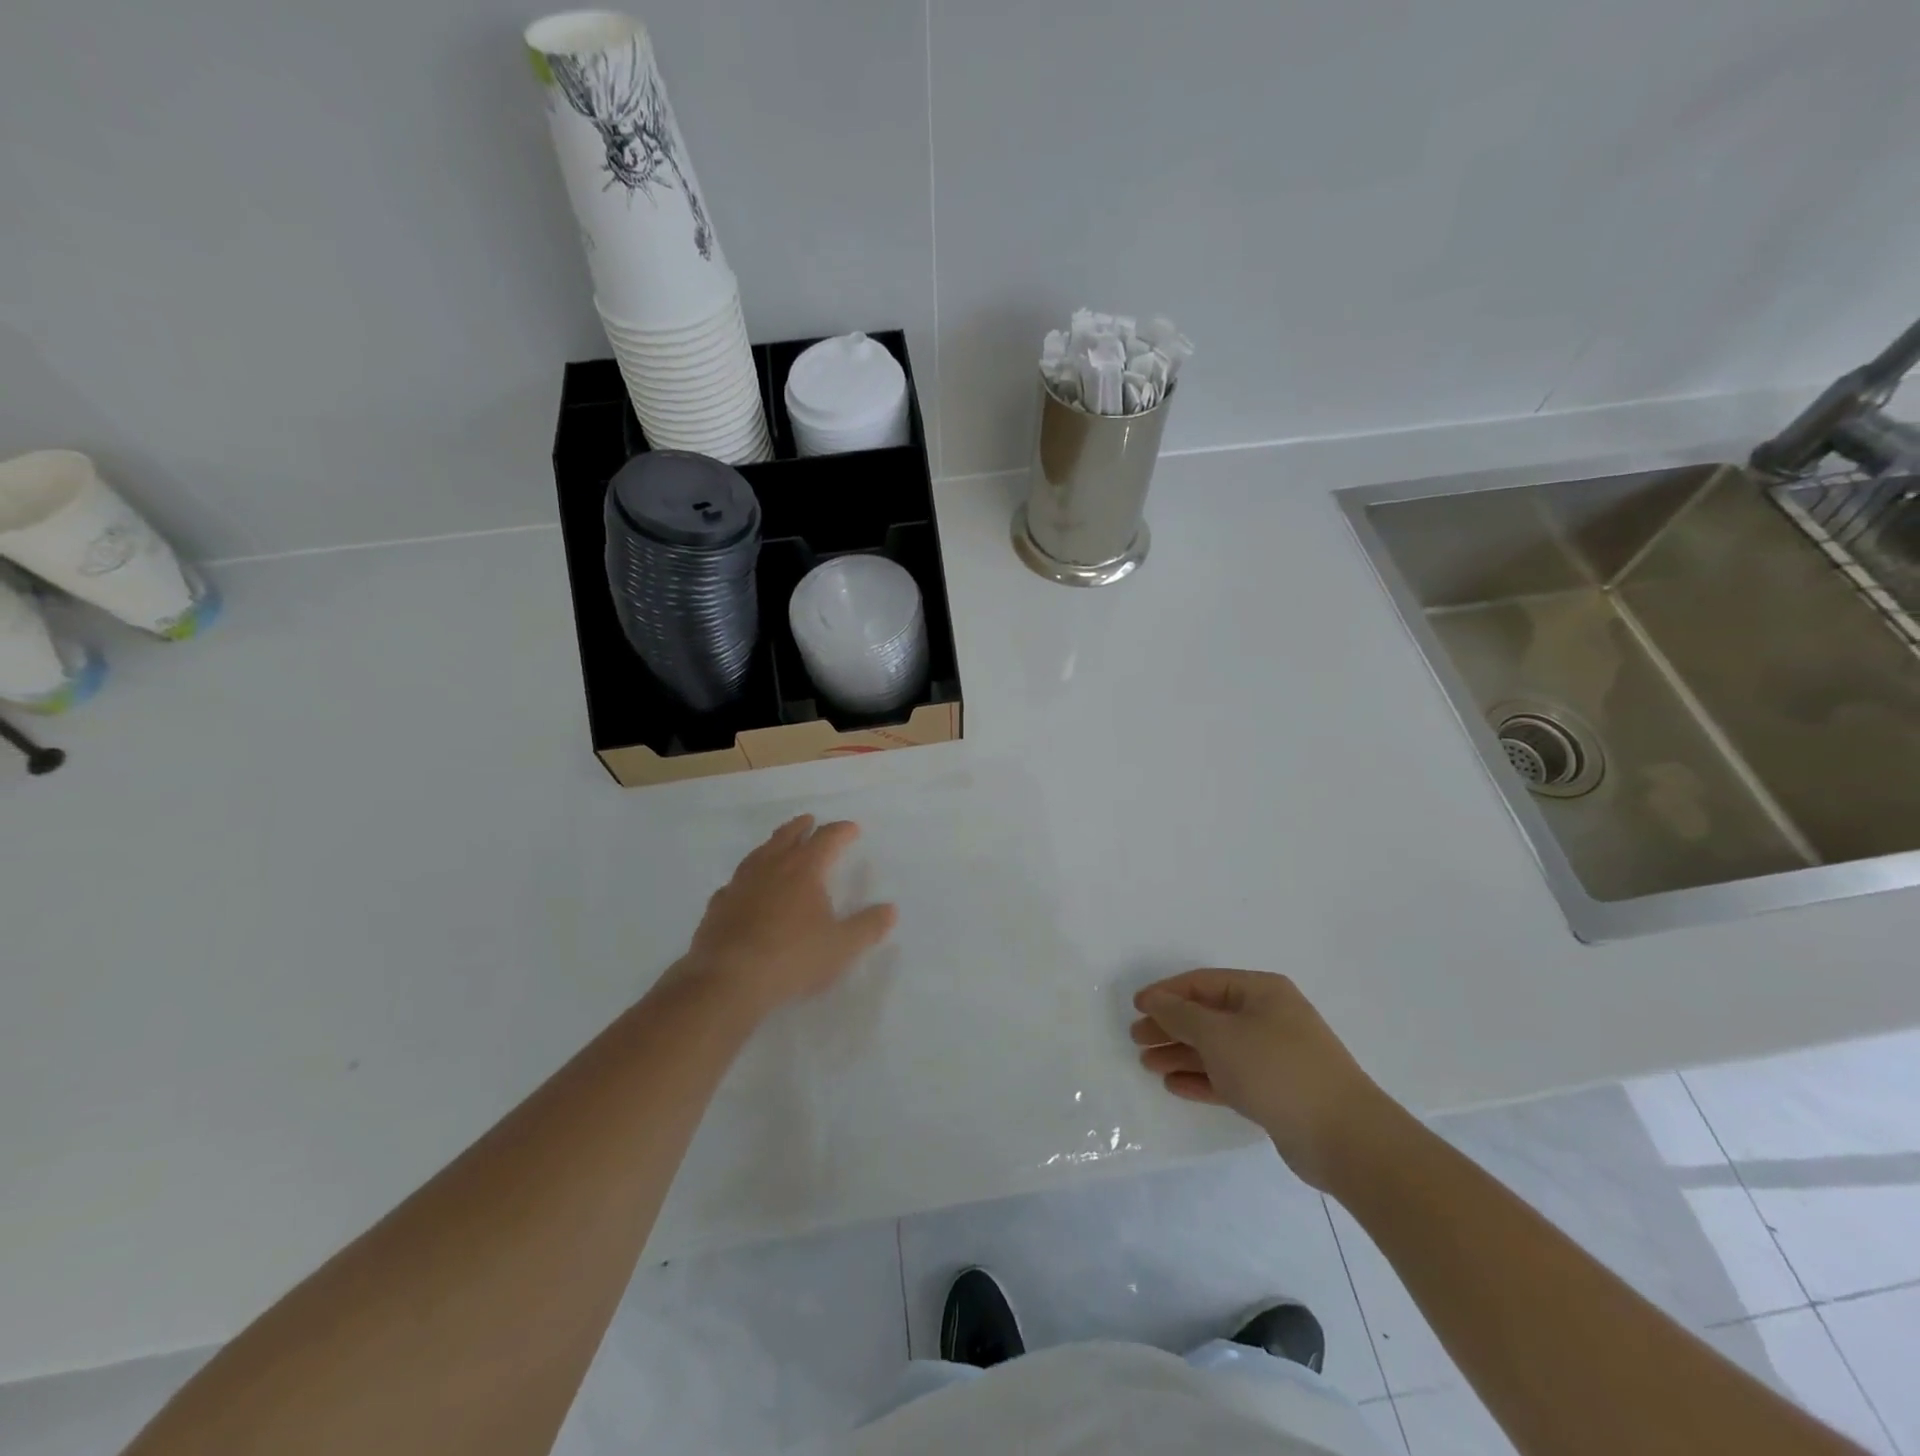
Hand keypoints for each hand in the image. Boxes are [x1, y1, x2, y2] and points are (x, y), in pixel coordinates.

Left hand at [673, 815, 896, 1017]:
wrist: (728, 980)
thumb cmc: (793, 958)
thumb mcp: (842, 946)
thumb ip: (868, 926)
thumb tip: (890, 909)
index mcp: (804, 869)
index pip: (827, 838)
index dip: (841, 831)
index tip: (852, 829)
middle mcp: (771, 867)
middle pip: (788, 836)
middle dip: (802, 827)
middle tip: (810, 821)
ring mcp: (740, 884)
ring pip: (759, 853)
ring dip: (773, 845)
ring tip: (778, 845)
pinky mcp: (719, 905)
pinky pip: (737, 882)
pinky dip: (748, 878)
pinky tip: (746, 888)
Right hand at [1131, 969, 1393, 1190]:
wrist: (1344, 1137)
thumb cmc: (1276, 1070)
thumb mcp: (1219, 1035)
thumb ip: (1181, 1015)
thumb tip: (1156, 1000)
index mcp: (1261, 991)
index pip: (1202, 983)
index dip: (1166, 992)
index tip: (1136, 1007)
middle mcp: (1268, 1017)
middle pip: (1208, 1015)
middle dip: (1171, 1026)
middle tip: (1137, 1039)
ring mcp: (1274, 1055)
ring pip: (1217, 1048)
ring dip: (1181, 1054)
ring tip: (1147, 1064)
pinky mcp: (1276, 1091)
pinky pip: (1230, 1077)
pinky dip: (1202, 1078)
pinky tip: (1174, 1086)